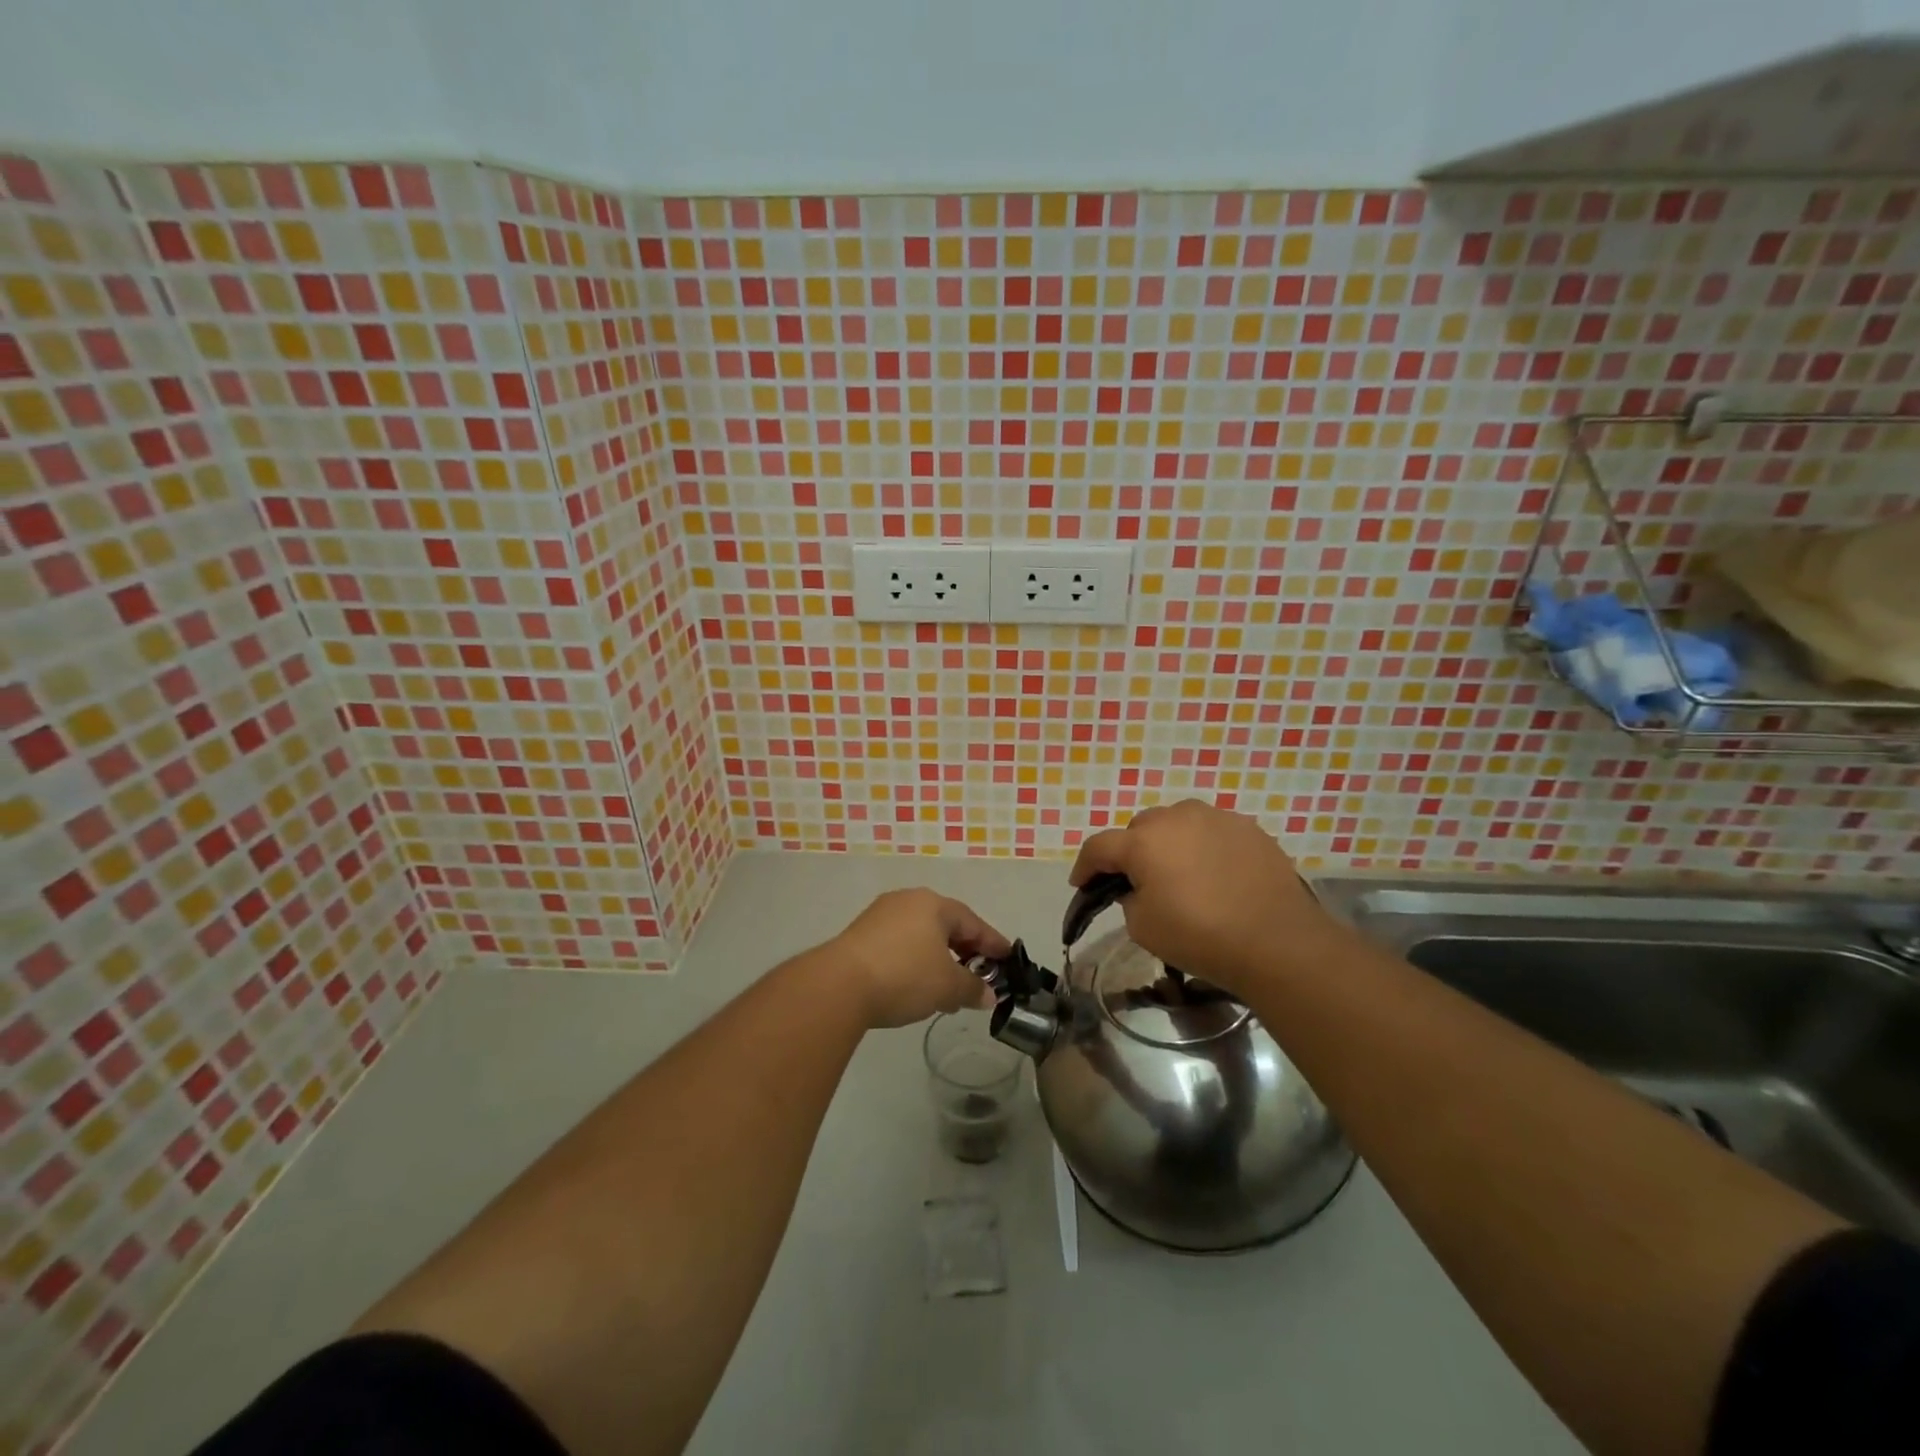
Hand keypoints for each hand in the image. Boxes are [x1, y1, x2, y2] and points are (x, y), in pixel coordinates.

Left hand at [829, 889, 1010, 1029]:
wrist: (839, 985)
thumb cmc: (904, 976)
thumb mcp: (947, 986)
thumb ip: (973, 988)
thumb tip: (988, 995)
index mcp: (934, 904)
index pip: (973, 923)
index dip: (993, 944)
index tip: (1009, 960)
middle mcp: (908, 901)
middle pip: (946, 925)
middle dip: (965, 952)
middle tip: (980, 975)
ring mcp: (881, 915)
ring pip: (922, 935)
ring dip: (939, 959)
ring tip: (949, 988)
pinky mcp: (861, 934)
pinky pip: (900, 944)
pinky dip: (915, 961)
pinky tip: (917, 985)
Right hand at [1069, 800, 1336, 994]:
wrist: (1277, 942)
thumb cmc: (1200, 936)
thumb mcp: (1143, 928)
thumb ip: (1129, 899)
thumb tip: (1139, 887)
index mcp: (1143, 841)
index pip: (1099, 847)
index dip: (1085, 867)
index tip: (1081, 885)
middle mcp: (1177, 818)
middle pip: (1140, 830)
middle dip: (1132, 852)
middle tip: (1137, 882)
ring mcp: (1217, 819)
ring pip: (1178, 824)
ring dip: (1170, 844)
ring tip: (1180, 874)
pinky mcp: (1249, 829)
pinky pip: (1213, 833)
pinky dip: (1204, 848)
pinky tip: (1215, 875)